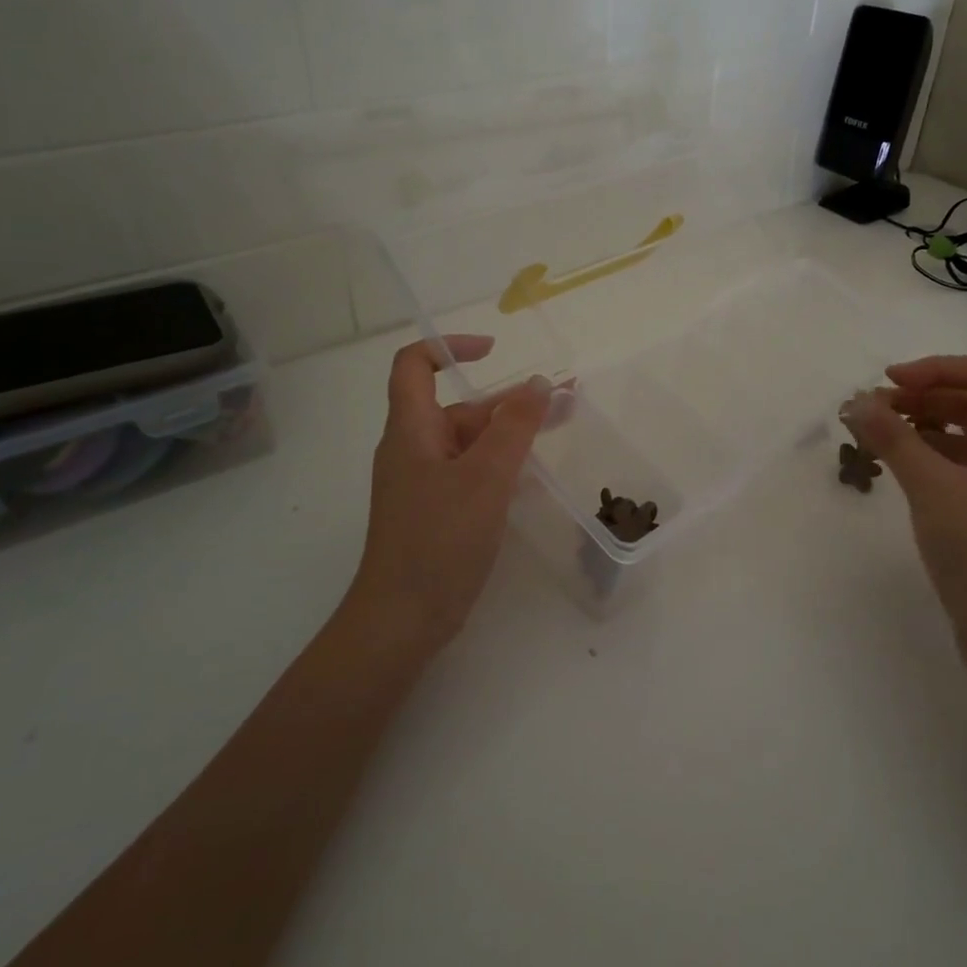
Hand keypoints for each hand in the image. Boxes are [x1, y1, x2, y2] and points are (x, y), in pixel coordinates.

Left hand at [349, 335, 551, 647]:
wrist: (403, 619)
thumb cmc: (439, 540)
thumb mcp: (485, 477)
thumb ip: (514, 427)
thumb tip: (537, 383)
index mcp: (411, 430)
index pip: (414, 365)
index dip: (450, 347)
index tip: (494, 350)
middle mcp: (414, 449)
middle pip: (459, 408)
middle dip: (509, 399)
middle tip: (563, 400)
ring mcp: (425, 484)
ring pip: (470, 443)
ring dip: (512, 432)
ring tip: (562, 428)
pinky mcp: (438, 513)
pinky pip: (472, 474)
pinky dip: (502, 465)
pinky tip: (535, 474)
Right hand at [843, 355, 966, 641]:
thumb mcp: (931, 484)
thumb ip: (893, 437)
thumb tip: (856, 402)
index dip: (938, 369)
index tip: (890, 382)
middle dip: (927, 398)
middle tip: (877, 409)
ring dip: (927, 428)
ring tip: (881, 435)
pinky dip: (935, 459)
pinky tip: (901, 468)